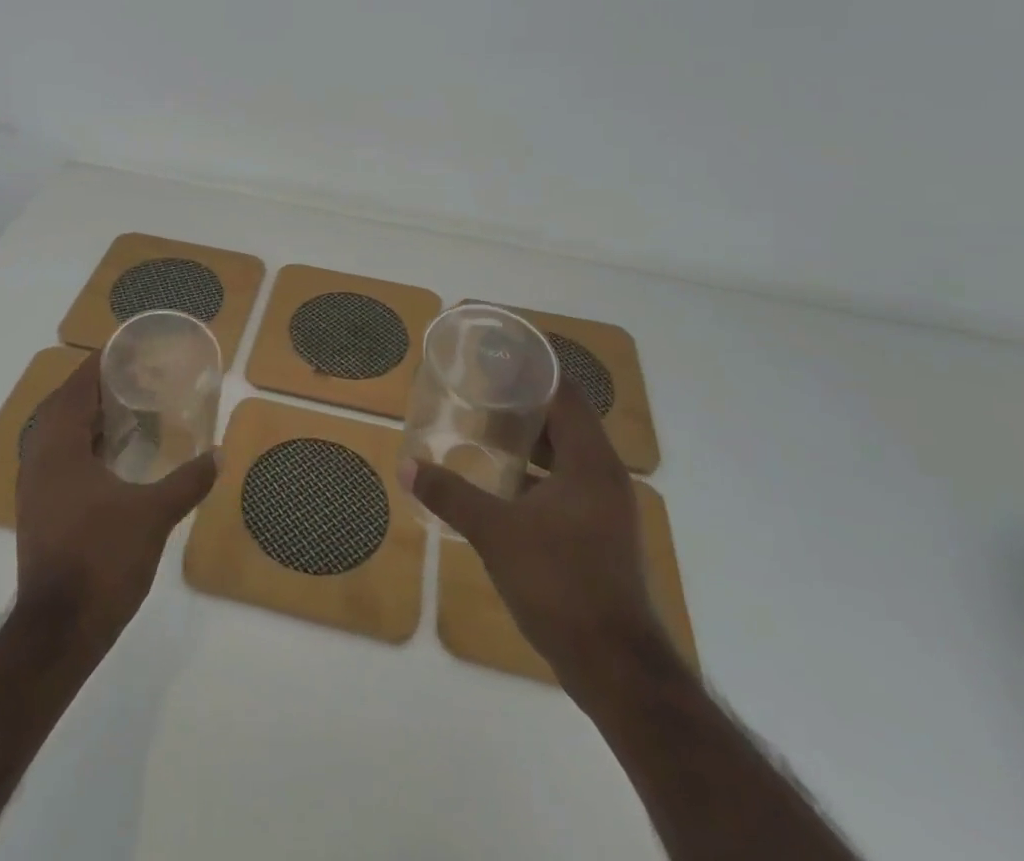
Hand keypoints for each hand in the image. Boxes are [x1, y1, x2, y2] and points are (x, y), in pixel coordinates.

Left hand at [14, 352, 219, 646]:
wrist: (59, 632)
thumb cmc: (102, 560)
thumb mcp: (153, 516)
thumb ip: (187, 481)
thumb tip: (218, 454)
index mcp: (59, 448)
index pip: (75, 388)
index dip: (98, 364)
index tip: (127, 350)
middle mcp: (39, 460)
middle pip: (63, 407)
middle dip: (95, 389)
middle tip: (134, 379)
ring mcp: (35, 489)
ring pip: (58, 435)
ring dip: (87, 418)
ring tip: (127, 412)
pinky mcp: (39, 512)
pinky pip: (59, 460)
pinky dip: (83, 446)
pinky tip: (113, 459)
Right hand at [401, 380, 671, 709]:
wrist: (617, 670)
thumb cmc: (560, 584)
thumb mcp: (496, 533)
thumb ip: (450, 494)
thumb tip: (406, 464)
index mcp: (591, 462)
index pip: (565, 393)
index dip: (534, 368)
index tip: (498, 353)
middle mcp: (606, 476)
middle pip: (566, 421)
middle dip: (524, 402)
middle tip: (480, 388)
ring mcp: (608, 509)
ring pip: (567, 456)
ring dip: (531, 441)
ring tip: (485, 428)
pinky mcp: (602, 536)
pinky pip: (568, 485)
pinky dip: (538, 474)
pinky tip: (503, 484)